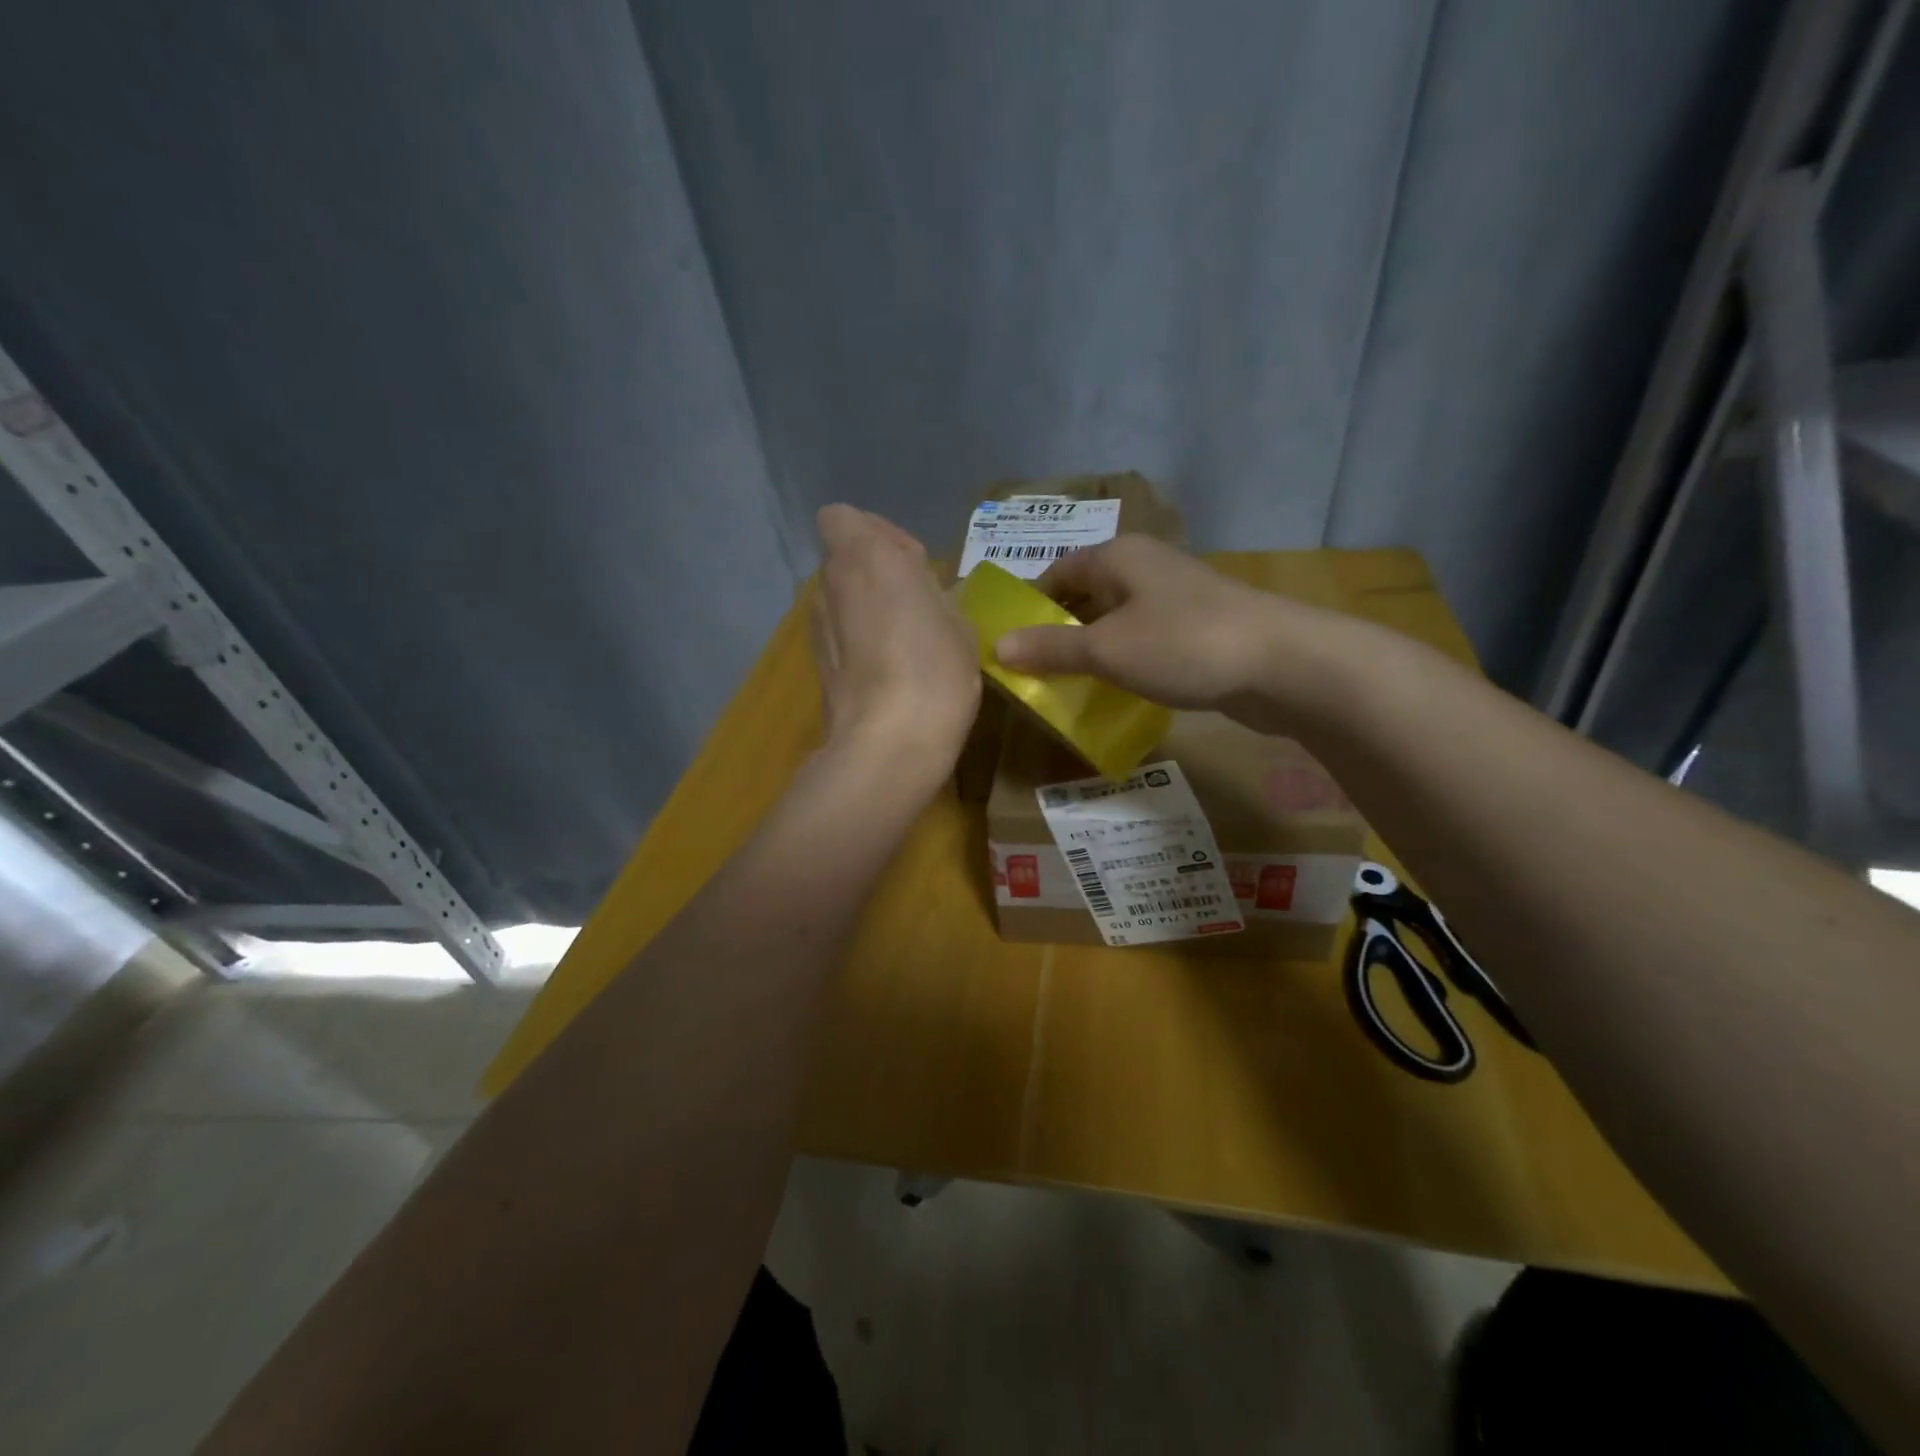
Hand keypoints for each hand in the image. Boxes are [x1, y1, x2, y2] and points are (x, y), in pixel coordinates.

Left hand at [810, 504, 979, 773]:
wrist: (889, 743)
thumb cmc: (935, 669)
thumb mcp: (958, 621)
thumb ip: (933, 591)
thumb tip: (920, 590)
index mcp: (866, 555)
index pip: (842, 517)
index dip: (877, 534)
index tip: (912, 565)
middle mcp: (830, 583)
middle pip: (845, 561)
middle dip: (876, 573)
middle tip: (917, 606)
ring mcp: (817, 627)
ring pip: (841, 600)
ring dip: (867, 609)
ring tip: (905, 644)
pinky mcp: (816, 666)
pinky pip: (840, 636)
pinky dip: (859, 643)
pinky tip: (889, 673)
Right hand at [994, 535, 1336, 732]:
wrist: (1283, 664)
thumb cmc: (1183, 644)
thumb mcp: (1106, 649)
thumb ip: (1051, 648)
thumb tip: (997, 646)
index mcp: (1118, 557)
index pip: (1057, 573)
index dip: (1030, 607)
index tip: (1009, 645)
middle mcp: (1146, 568)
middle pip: (1086, 596)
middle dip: (1059, 633)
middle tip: (1031, 673)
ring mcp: (1176, 598)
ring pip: (1117, 621)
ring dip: (1092, 651)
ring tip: (1066, 688)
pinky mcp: (1199, 629)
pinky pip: (1146, 641)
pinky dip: (1125, 662)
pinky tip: (1115, 692)